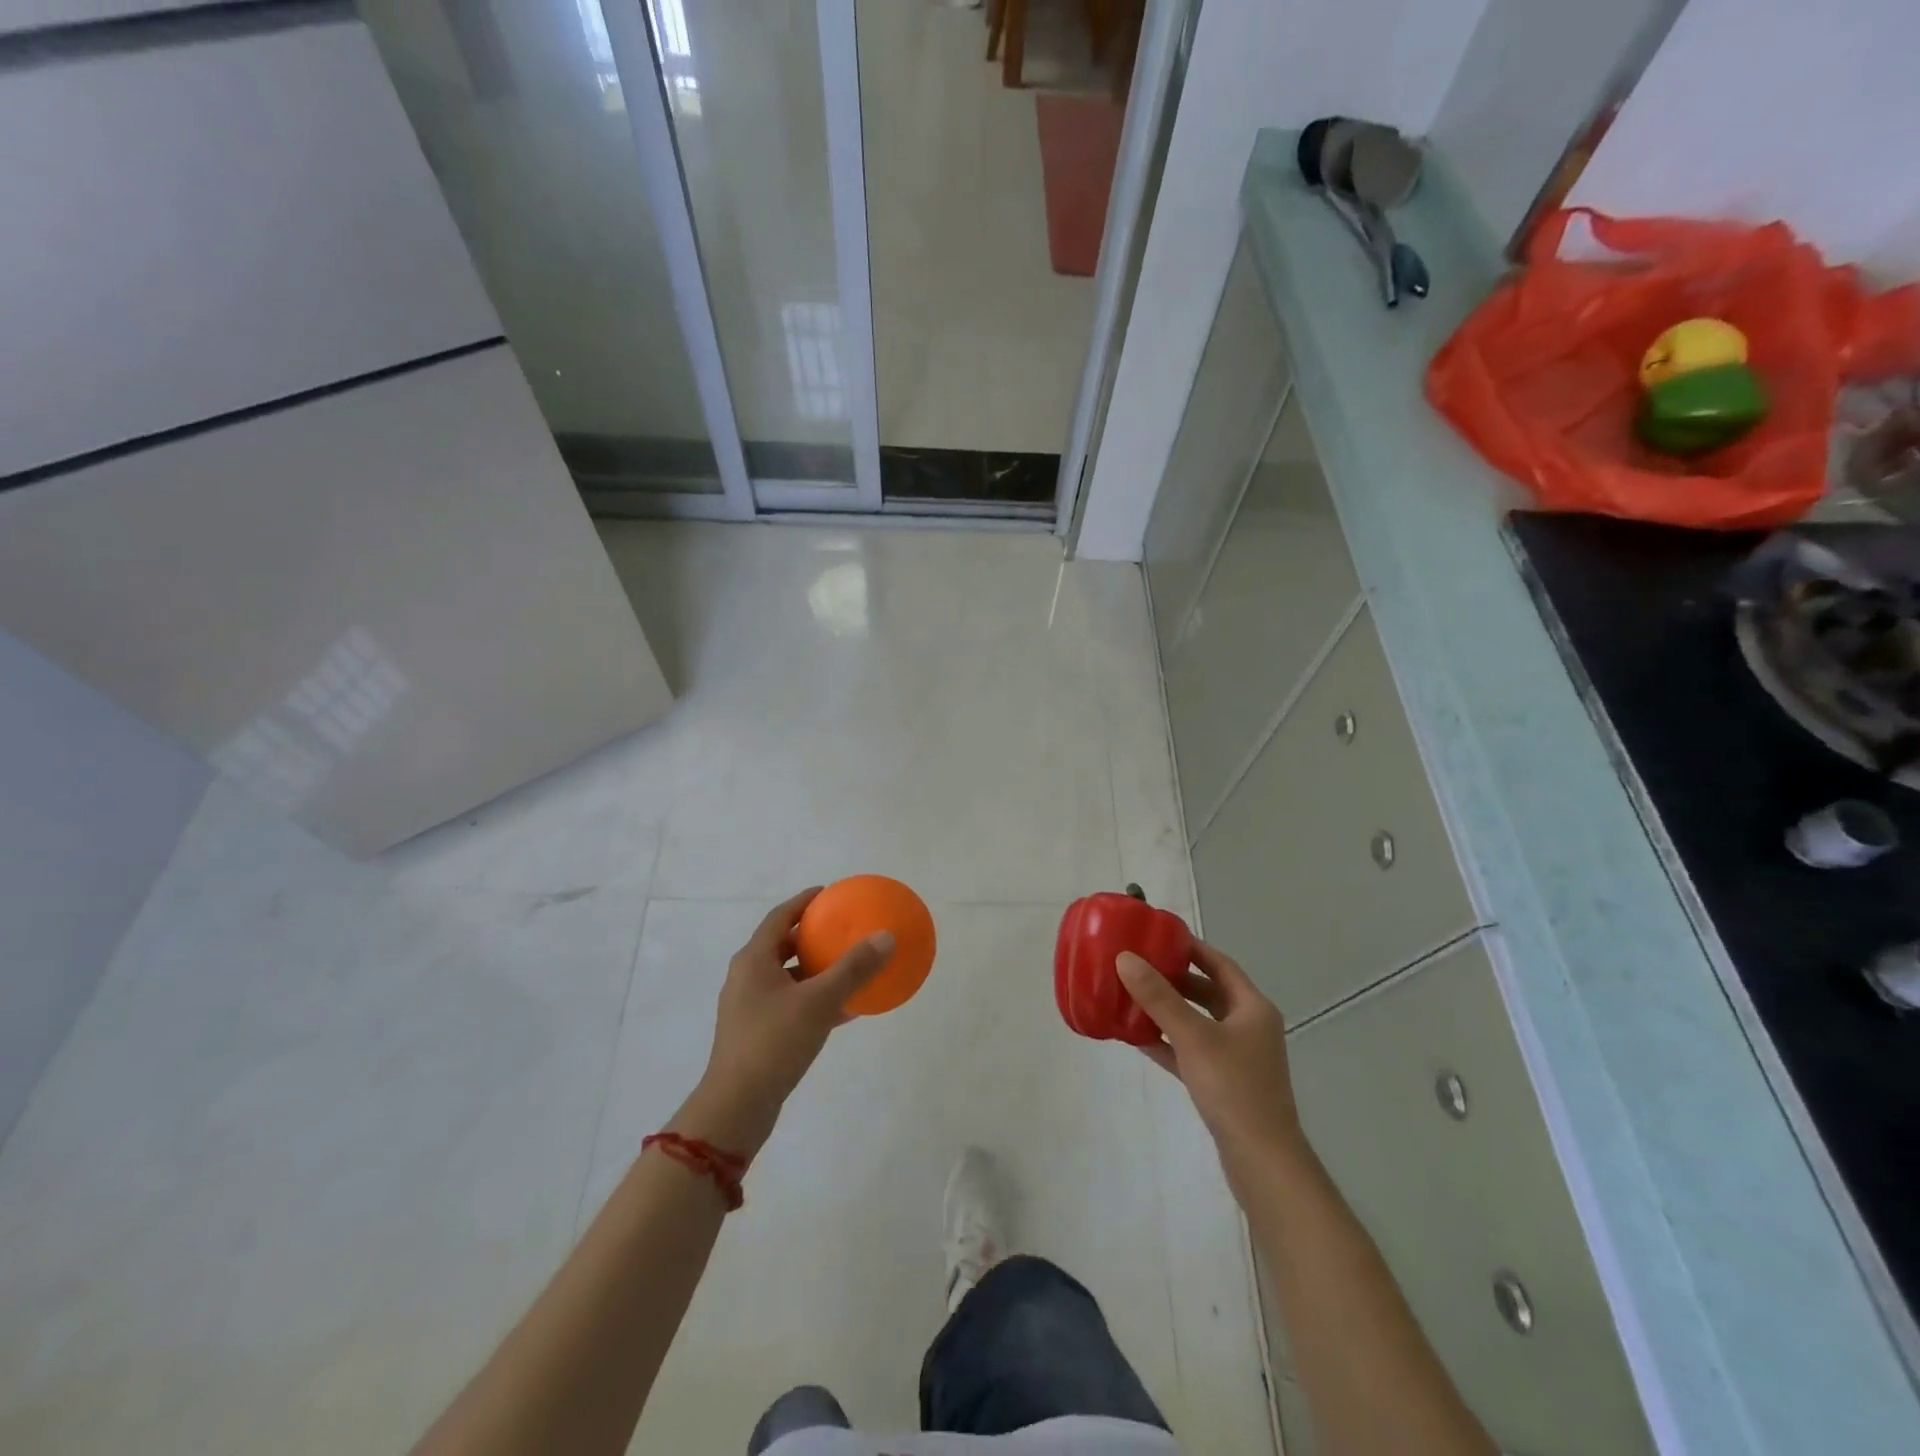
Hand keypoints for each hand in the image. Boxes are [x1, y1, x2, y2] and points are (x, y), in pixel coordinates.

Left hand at [673, 888, 893, 1159]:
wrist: (738, 1106)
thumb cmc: (774, 1042)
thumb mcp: (819, 1001)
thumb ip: (854, 968)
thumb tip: (886, 936)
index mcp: (754, 960)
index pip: (780, 917)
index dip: (804, 901)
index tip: (830, 893)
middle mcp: (747, 977)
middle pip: (783, 945)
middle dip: (812, 935)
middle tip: (842, 928)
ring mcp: (750, 1007)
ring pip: (788, 977)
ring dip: (816, 969)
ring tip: (848, 966)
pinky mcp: (757, 1034)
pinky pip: (791, 1004)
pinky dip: (815, 999)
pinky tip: (846, 1009)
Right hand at [1117, 940, 1306, 1186]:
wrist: (1262, 1161)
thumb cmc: (1234, 1088)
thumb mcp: (1193, 1036)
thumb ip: (1158, 997)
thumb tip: (1125, 958)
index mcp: (1252, 1008)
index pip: (1219, 964)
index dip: (1190, 947)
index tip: (1158, 936)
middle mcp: (1249, 1027)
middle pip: (1207, 992)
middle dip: (1174, 978)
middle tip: (1139, 965)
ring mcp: (1238, 1057)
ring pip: (1197, 1022)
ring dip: (1168, 1010)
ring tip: (1132, 996)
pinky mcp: (1224, 1084)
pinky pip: (1191, 1051)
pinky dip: (1168, 1042)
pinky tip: (1137, 1038)